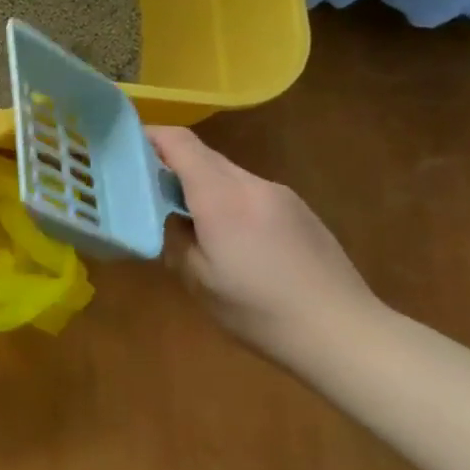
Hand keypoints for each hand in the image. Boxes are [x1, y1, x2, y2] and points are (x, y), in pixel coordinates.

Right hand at [148, 126, 380, 354]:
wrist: (346, 334)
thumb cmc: (259, 311)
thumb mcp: (198, 280)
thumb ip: (174, 239)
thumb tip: (167, 218)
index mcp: (221, 197)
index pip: (179, 142)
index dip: (149, 136)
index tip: (123, 147)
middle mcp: (252, 184)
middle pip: (203, 155)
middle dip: (170, 164)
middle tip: (145, 189)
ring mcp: (281, 196)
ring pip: (228, 174)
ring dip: (201, 185)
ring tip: (186, 219)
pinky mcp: (301, 212)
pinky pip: (251, 192)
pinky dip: (227, 201)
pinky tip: (230, 240)